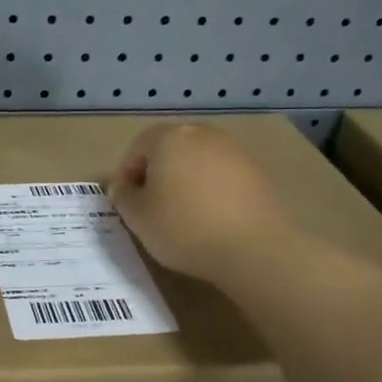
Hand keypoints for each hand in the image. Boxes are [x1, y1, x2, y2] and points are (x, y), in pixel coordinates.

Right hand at [109, 123, 290, 282]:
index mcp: (168, 138)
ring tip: (182, 214)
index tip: (124, 203)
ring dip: (185, 181)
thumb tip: (125, 188)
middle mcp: (202, 135)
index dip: (125, 175)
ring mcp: (234, 151)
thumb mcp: (138, 217)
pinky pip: (222, 176)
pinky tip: (211, 219)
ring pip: (198, 162)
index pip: (136, 148)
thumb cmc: (183, 228)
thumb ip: (124, 197)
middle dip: (156, 174)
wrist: (254, 247)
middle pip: (169, 149)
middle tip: (150, 206)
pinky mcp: (258, 172)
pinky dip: (211, 191)